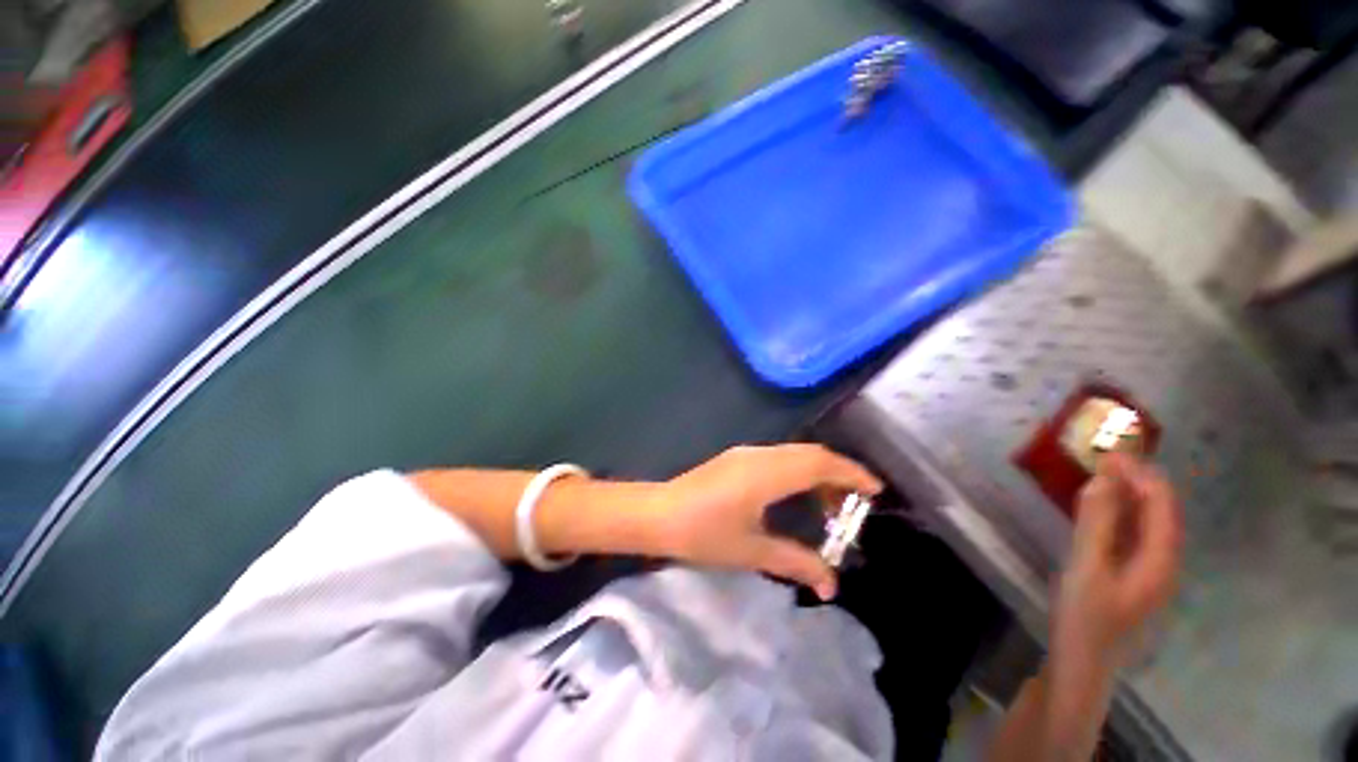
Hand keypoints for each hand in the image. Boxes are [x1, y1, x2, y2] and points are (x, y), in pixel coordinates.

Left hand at [650, 445, 881, 600]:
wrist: (659, 514)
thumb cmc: (703, 533)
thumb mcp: (752, 551)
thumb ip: (795, 563)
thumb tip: (831, 585)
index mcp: (766, 473)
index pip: (819, 463)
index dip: (850, 473)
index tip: (875, 491)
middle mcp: (760, 455)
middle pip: (810, 453)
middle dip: (838, 473)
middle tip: (855, 505)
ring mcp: (746, 453)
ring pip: (795, 453)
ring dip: (818, 471)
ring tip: (830, 505)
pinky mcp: (737, 458)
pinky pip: (780, 457)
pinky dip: (799, 471)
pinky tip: (797, 495)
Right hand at [1057, 453, 1182, 663]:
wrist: (1081, 657)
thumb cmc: (1087, 614)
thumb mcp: (1088, 566)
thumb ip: (1097, 521)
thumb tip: (1104, 476)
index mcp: (1161, 559)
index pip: (1162, 506)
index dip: (1142, 475)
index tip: (1113, 450)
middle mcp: (1162, 560)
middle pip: (1158, 511)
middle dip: (1136, 480)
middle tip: (1104, 455)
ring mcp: (1147, 567)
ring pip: (1145, 521)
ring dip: (1126, 494)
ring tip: (1100, 472)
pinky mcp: (1129, 571)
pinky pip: (1130, 532)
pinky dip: (1117, 511)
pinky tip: (1098, 505)